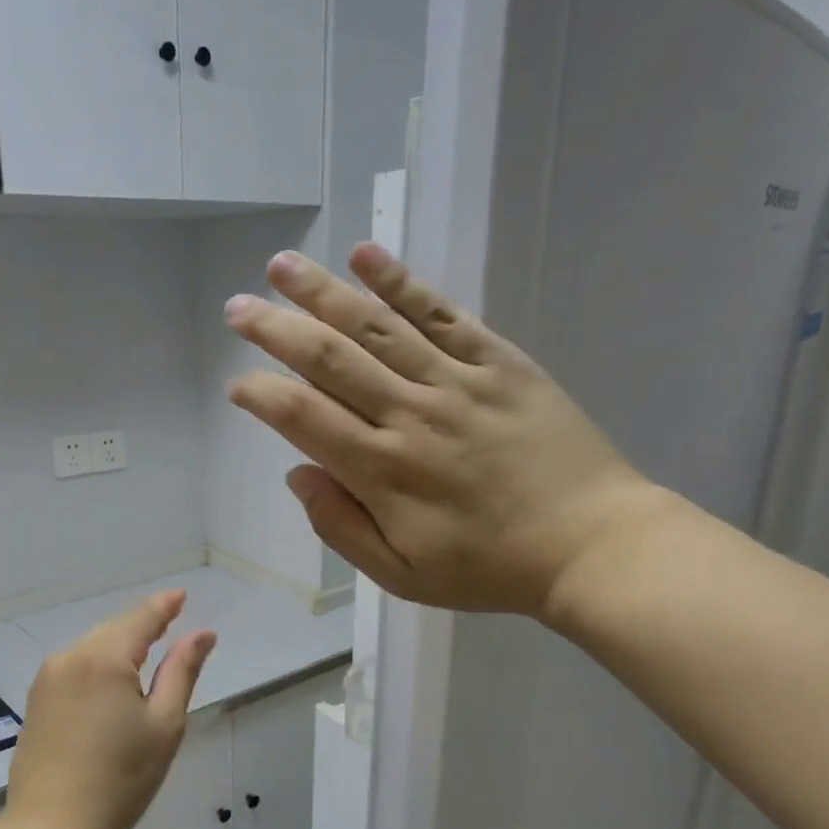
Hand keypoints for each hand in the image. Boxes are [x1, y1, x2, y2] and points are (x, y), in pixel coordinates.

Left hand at [4, 590, 216, 828]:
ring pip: (93, 648)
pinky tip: (114, 681)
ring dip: (120, 646)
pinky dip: (99, 665)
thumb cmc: (120, 780)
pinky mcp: (36, 700)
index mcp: (103, 658)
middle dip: (143, 626)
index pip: (140, 619)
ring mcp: (47, 678)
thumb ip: (182, 671)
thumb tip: (202, 633)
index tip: (182, 595)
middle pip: (114, 630)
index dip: (164, 606)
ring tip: (148, 652)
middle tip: (171, 624)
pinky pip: (75, 667)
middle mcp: (69, 657)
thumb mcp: (164, 724)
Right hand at [225, 244, 679, 618]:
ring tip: (281, 265)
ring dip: (323, 292)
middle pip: (328, 360)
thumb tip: (297, 474)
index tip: (237, 384)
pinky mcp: (498, 361)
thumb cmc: (487, 568)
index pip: (302, 417)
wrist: (590, 543)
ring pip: (376, 326)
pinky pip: (442, 313)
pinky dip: (401, 282)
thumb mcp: (401, 575)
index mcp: (382, 471)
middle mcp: (409, 415)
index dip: (261, 395)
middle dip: (275, 330)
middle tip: (237, 309)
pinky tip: (365, 254)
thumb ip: (341, 526)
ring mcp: (456, 381)